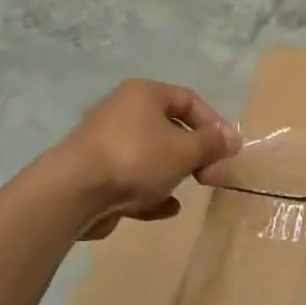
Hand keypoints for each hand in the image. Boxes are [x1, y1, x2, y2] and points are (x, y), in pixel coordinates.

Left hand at [58, 80, 241, 240]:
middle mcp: (124, 111)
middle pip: (171, 129)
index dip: (215, 124)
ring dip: (173, 174)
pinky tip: (164, 209)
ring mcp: (107, 143)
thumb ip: (212, 144)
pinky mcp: (96, 173)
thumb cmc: (136, 159)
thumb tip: (232, 140)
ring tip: (187, 191)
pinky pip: (133, 179)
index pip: (190, 100)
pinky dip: (151, 192)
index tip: (229, 150)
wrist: (73, 192)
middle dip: (196, 154)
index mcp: (144, 94)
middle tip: (211, 176)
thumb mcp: (185, 150)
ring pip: (152, 156)